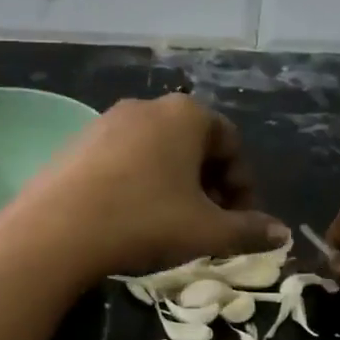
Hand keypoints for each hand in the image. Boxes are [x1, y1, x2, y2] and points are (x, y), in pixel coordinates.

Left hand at [0, 94, 287, 291]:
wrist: (57, 230)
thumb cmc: (145, 220)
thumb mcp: (207, 231)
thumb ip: (250, 230)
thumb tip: (281, 233)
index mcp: (187, 114)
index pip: (232, 144)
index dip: (243, 186)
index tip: (240, 222)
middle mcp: (149, 106)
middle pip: (194, 144)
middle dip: (210, 184)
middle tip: (209, 224)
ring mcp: (108, 120)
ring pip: (158, 151)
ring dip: (175, 184)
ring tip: (171, 223)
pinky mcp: (78, 141)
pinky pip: (125, 158)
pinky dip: (140, 182)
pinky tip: (131, 216)